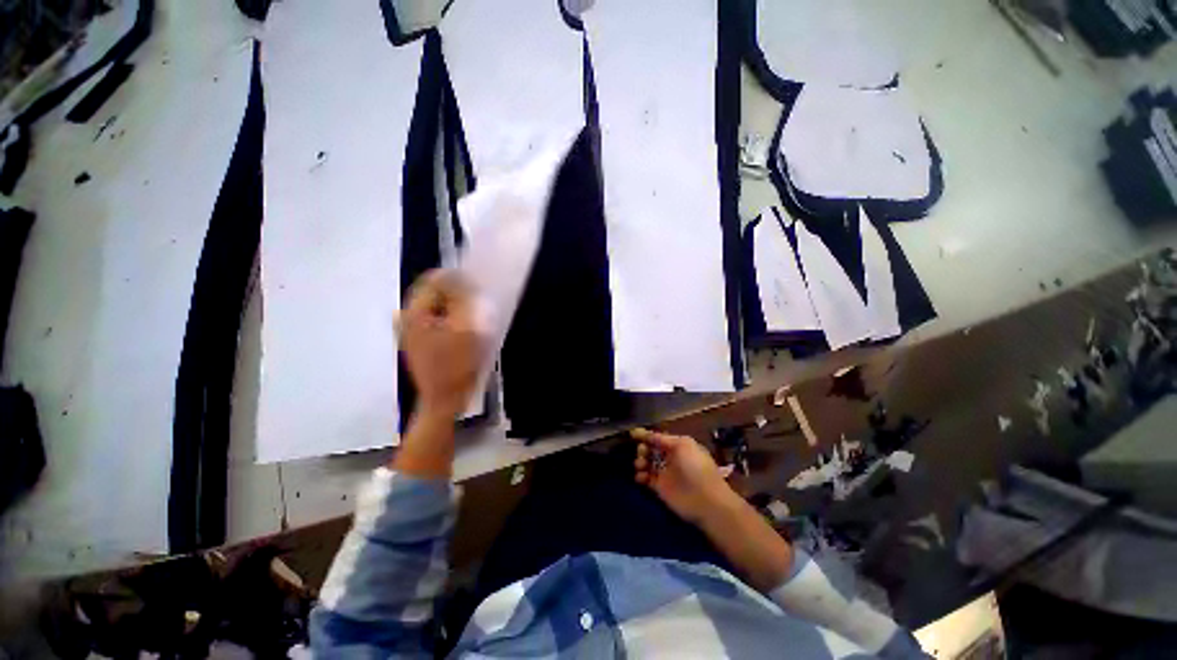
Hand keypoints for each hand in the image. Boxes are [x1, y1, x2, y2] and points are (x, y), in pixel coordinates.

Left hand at [399, 269, 481, 420]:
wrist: (445, 399)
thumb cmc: (457, 364)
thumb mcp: (465, 328)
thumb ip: (462, 298)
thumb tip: (460, 276)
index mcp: (414, 312)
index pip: (434, 280)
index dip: (458, 280)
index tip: (478, 291)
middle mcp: (406, 317)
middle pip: (434, 293)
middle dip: (457, 295)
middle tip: (477, 307)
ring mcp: (411, 331)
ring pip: (438, 307)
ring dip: (456, 308)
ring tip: (472, 320)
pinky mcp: (419, 341)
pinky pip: (437, 320)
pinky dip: (451, 320)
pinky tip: (463, 331)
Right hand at [631, 428, 737, 524]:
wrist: (705, 500)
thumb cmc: (695, 467)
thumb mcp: (682, 445)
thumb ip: (663, 439)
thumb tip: (647, 434)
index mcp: (678, 445)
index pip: (658, 438)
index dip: (646, 435)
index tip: (632, 434)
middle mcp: (670, 457)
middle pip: (651, 449)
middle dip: (643, 448)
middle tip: (642, 451)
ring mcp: (665, 473)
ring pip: (647, 463)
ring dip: (640, 461)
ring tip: (640, 464)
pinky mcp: (660, 488)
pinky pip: (646, 478)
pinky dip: (640, 476)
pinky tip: (640, 477)